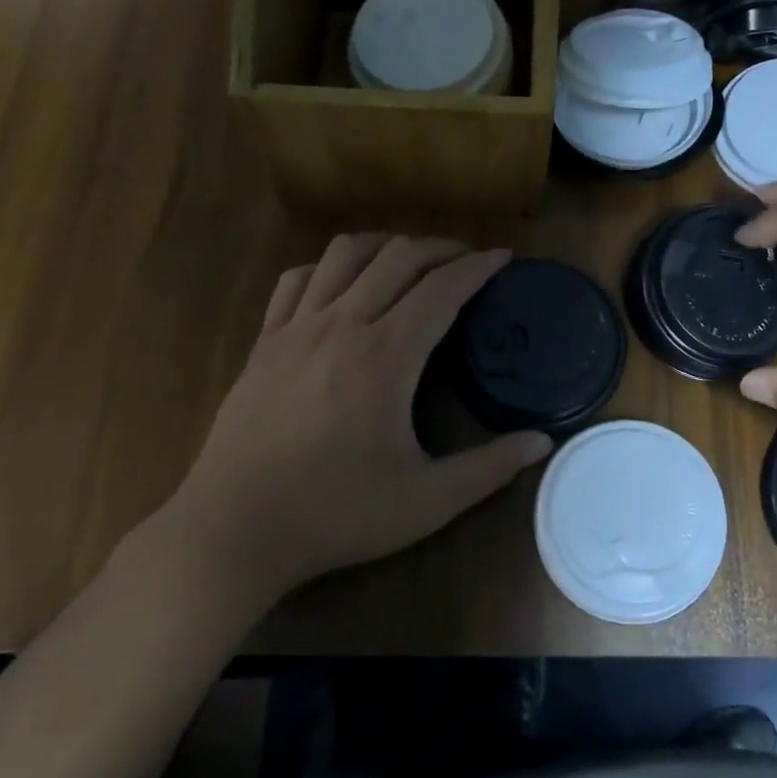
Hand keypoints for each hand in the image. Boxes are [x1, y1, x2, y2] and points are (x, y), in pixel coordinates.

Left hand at [166, 235, 551, 597]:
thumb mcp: (426, 502)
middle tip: (466, 259)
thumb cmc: (335, 514)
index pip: (443, 289)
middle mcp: (342, 325)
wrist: (234, 531)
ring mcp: (296, 329)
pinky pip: (297, 279)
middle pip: (398, 257)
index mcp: (386, 356)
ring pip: (345, 255)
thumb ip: (489, 468)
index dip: (478, 267)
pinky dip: (328, 267)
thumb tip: (543, 442)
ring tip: (410, 261)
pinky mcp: (264, 343)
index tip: (503, 258)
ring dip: (386, 246)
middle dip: (440, 248)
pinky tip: (341, 285)